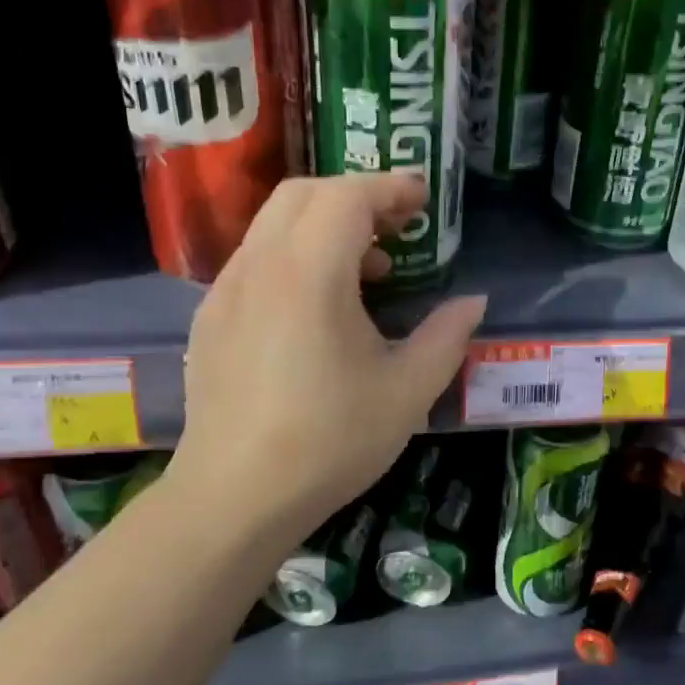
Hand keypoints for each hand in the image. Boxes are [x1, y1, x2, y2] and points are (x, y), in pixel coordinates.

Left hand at [167, 174, 486, 543]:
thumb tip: (473, 302)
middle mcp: (259, 268)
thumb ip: (447, 336)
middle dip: (356, 196)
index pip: (346, 197)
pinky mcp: (211, 320)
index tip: (423, 201)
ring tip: (369, 271)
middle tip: (399, 226)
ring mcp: (225, 292)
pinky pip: (256, 261)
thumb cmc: (331, 441)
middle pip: (303, 194)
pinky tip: (321, 309)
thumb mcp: (408, 391)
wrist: (236, 497)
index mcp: (308, 275)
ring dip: (324, 226)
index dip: (389, 187)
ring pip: (273, 225)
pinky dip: (295, 256)